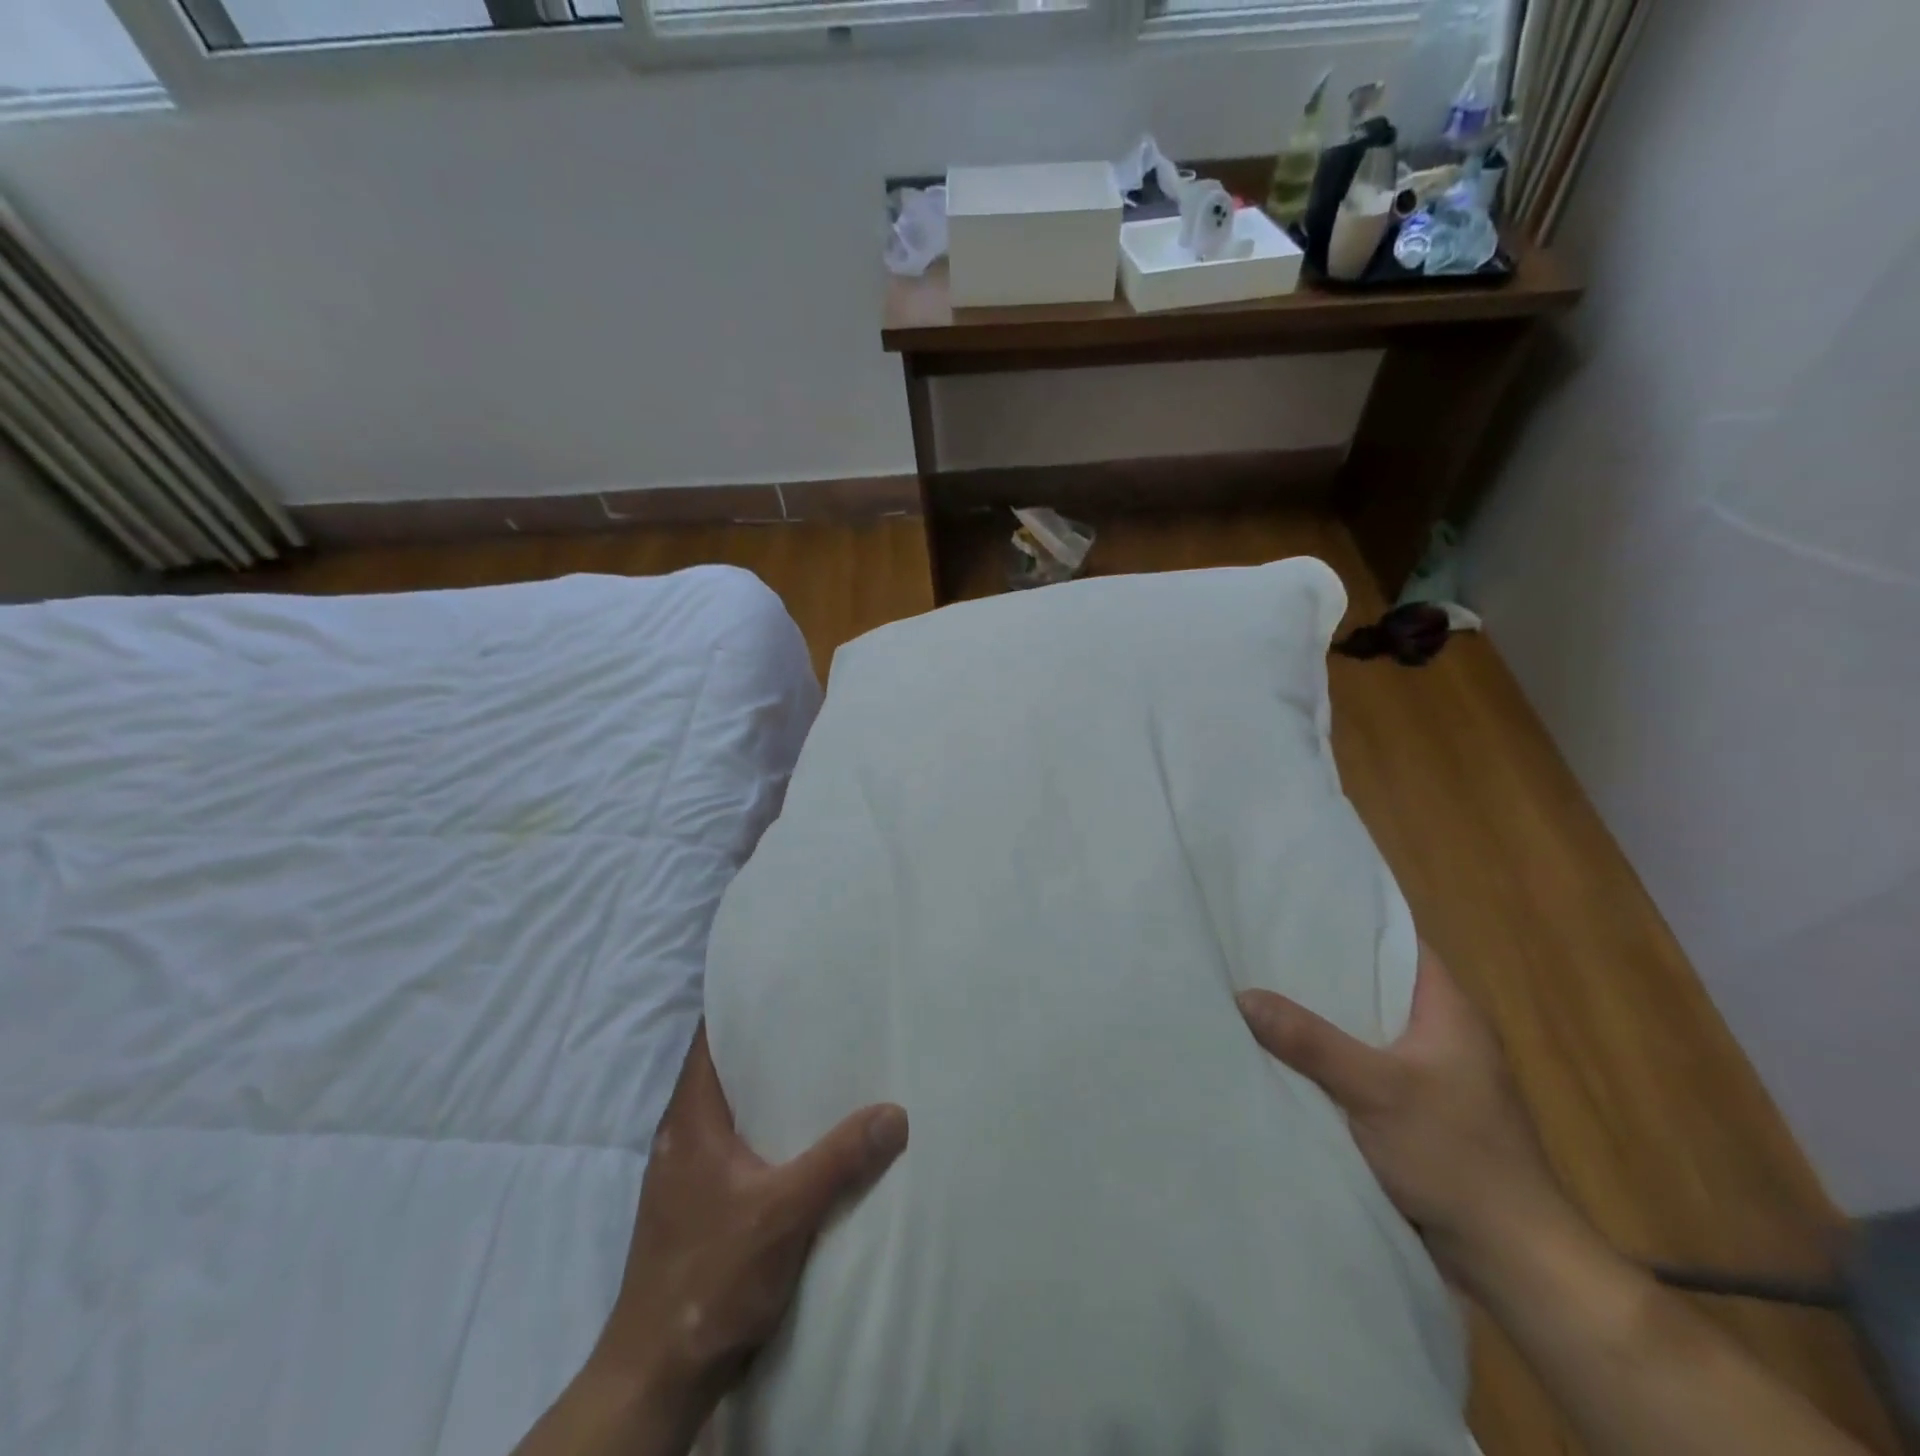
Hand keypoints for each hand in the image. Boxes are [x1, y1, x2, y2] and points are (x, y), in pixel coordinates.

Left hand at [517, 1024, 907, 1455]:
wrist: (657, 1379)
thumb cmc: (709, 1281)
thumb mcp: (783, 1215)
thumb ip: (839, 1161)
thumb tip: (896, 1111)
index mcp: (690, 1118)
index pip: (710, 1037)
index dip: (741, 1003)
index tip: (786, 979)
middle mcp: (685, 1133)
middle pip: (728, 1068)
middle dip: (771, 1042)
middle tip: (824, 1015)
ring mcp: (690, 1171)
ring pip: (736, 1108)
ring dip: (772, 1088)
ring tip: (827, 1064)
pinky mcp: (701, 1203)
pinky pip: (740, 1143)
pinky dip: (772, 1128)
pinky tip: (810, 1134)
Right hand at [1236, 943, 1564, 1290]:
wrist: (1511, 1259)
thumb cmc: (1456, 1157)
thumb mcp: (1377, 1090)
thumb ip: (1310, 1041)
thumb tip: (1242, 995)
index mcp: (1448, 1012)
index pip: (1399, 943)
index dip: (1351, 922)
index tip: (1295, 909)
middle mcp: (1440, 1034)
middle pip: (1372, 984)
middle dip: (1320, 970)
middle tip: (1258, 948)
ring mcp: (1427, 1075)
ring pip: (1361, 1028)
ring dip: (1319, 1018)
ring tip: (1259, 991)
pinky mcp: (1413, 1111)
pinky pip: (1359, 1066)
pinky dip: (1326, 1058)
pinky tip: (1284, 1054)